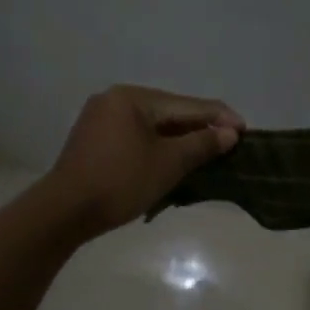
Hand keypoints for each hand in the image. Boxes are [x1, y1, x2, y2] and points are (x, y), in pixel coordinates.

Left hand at [46, 85, 243, 235]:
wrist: (64, 212)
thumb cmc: (120, 182)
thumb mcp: (168, 163)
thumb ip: (202, 144)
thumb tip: (230, 133)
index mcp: (133, 98)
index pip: (187, 105)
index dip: (219, 117)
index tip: (245, 130)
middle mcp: (115, 99)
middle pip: (170, 112)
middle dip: (200, 129)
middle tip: (229, 143)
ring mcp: (101, 119)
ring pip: (153, 126)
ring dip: (180, 140)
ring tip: (208, 153)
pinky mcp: (94, 140)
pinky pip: (136, 137)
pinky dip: (158, 147)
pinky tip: (174, 159)